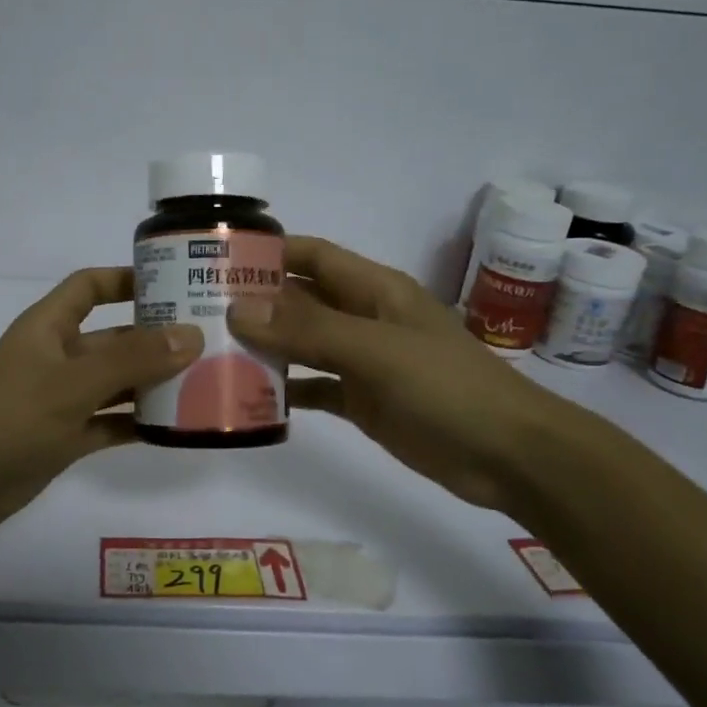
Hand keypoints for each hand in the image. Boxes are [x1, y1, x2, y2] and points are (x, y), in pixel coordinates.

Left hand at [0, 268, 200, 542]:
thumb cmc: (8, 420)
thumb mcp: (72, 384)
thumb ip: (132, 360)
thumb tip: (191, 335)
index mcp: (48, 327)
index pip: (90, 286)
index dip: (127, 279)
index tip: (174, 281)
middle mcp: (56, 357)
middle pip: (112, 337)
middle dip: (154, 337)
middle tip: (209, 340)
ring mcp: (59, 400)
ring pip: (115, 383)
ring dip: (152, 383)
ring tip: (205, 383)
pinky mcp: (63, 439)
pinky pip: (108, 423)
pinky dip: (136, 424)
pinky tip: (174, 429)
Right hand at [228, 236, 577, 511]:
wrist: (509, 455)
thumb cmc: (447, 388)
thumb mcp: (376, 351)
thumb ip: (308, 331)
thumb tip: (238, 310)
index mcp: (373, 290)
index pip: (312, 255)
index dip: (269, 251)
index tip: (216, 258)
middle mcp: (364, 317)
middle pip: (301, 299)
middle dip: (255, 302)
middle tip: (197, 312)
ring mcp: (363, 360)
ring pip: (303, 344)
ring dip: (265, 346)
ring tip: (211, 352)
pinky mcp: (363, 400)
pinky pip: (315, 386)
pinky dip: (286, 388)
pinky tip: (250, 398)